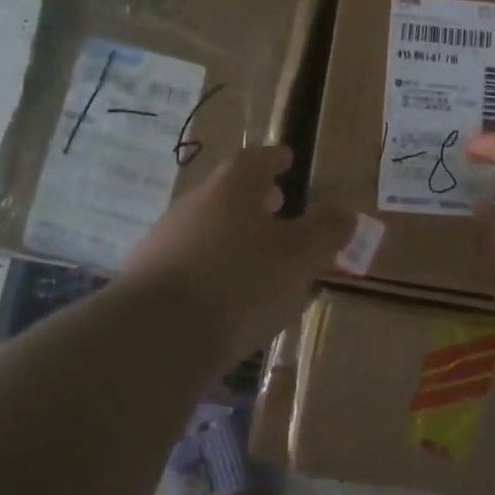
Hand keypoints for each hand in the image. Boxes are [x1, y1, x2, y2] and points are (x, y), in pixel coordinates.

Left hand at [122, 145, 352, 363]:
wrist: (157, 335)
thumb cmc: (240, 284)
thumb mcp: (297, 259)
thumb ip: (324, 234)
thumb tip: (346, 213)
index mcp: (231, 189)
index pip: (255, 161)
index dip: (274, 159)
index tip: (288, 159)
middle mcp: (194, 204)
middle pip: (227, 192)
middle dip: (254, 198)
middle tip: (277, 206)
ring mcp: (165, 240)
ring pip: (207, 227)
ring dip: (232, 234)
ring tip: (257, 254)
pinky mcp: (148, 278)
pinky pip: (190, 260)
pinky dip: (213, 265)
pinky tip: (225, 292)